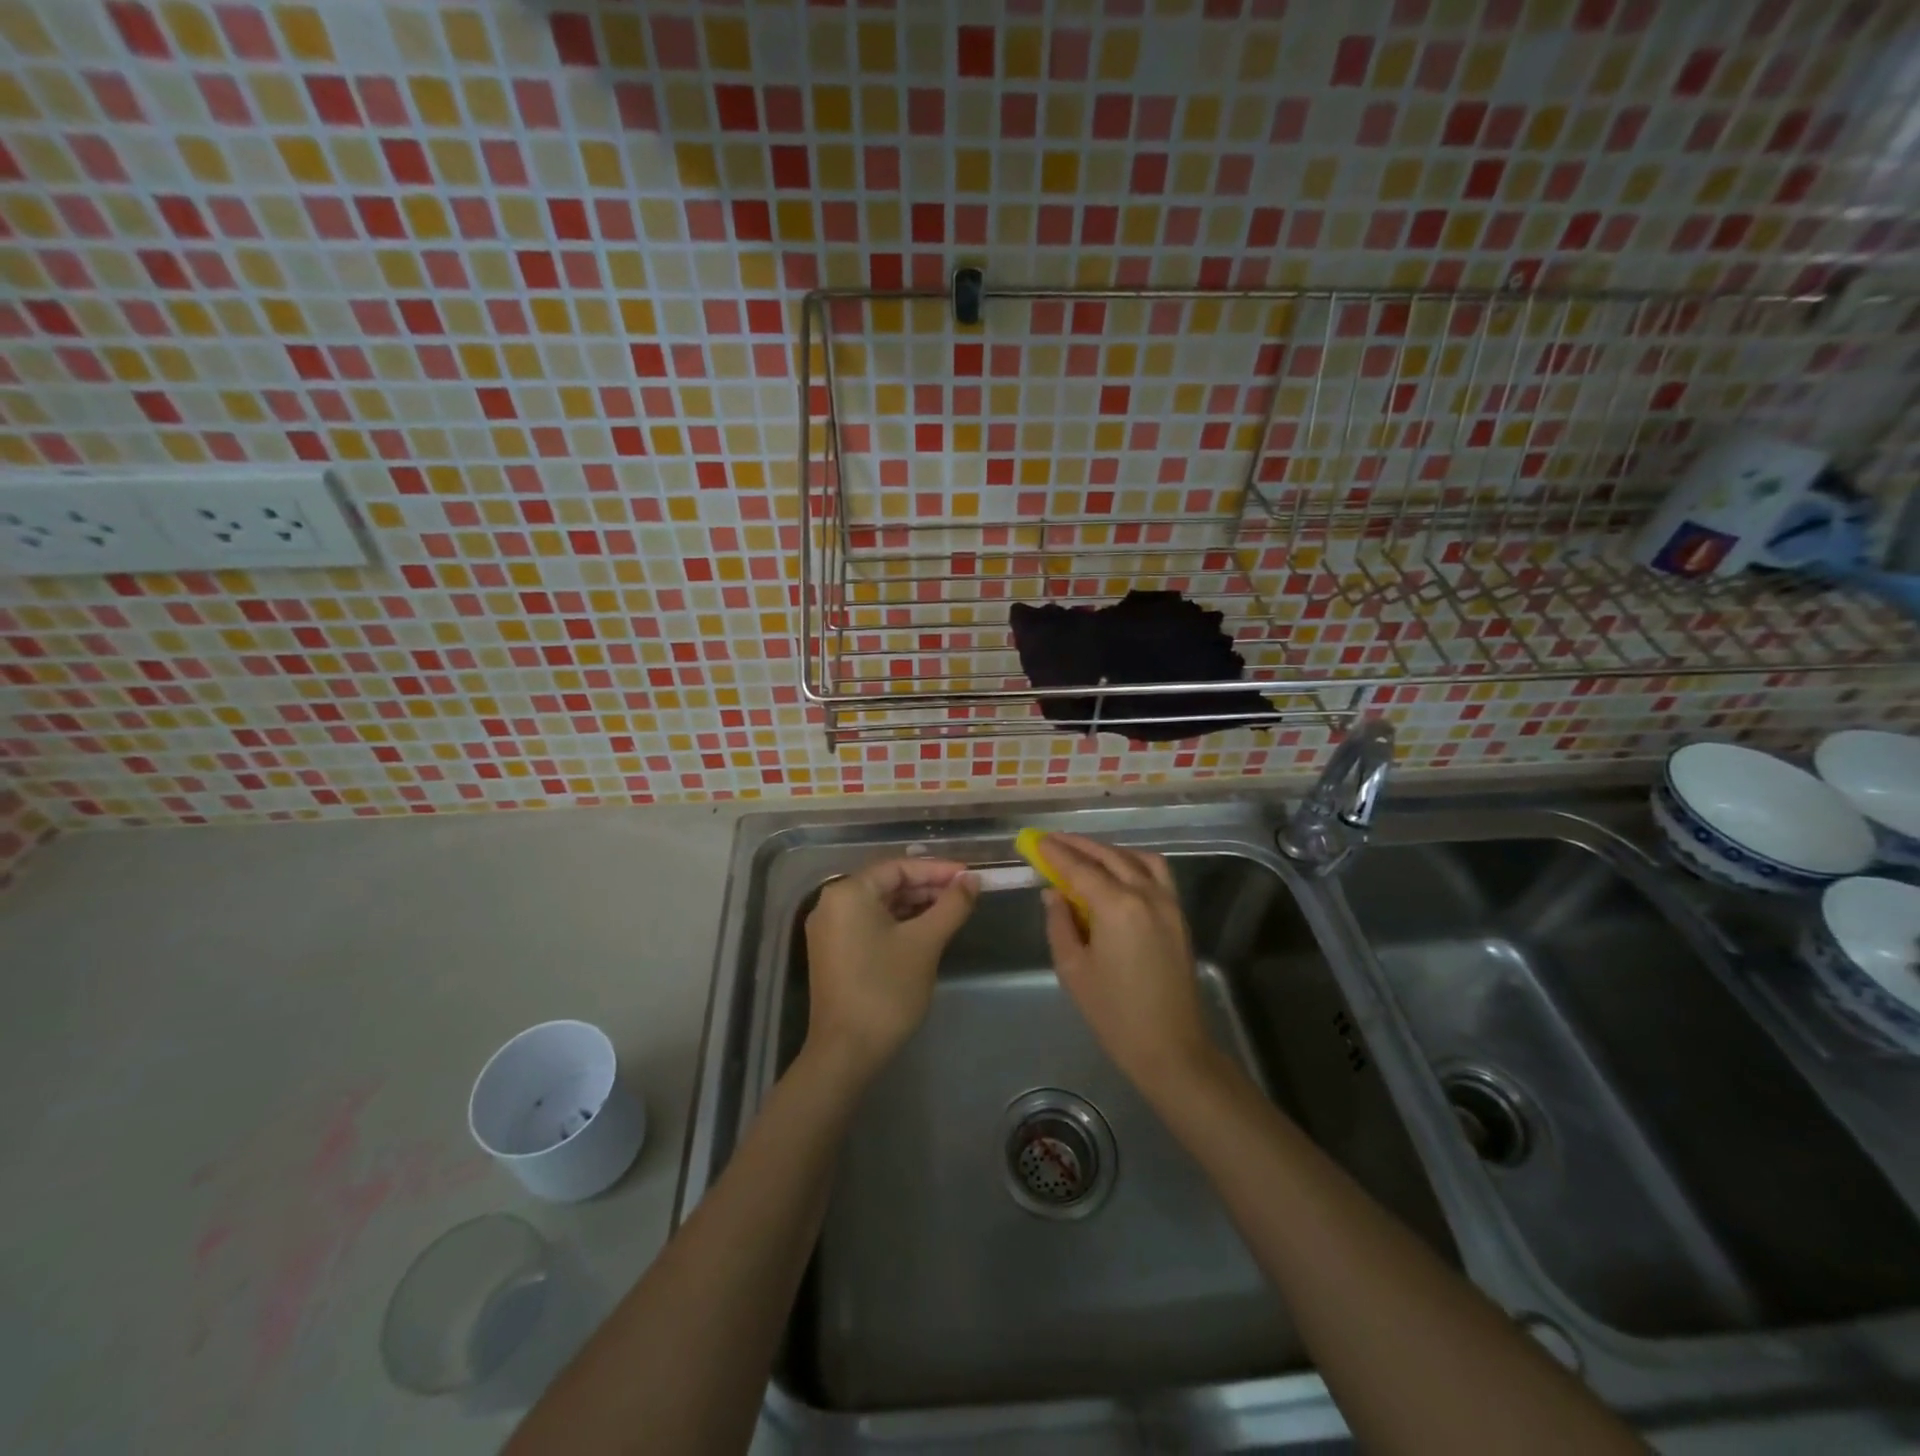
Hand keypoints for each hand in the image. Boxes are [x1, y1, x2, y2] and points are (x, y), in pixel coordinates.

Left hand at [803, 857, 977, 1078]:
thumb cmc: (886, 990)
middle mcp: (832, 903)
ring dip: (916, 905)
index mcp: (848, 892)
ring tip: (952, 911)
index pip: (899, 867)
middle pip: (888, 883)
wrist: (847, 1052)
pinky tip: (926, 930)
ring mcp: (830, 929)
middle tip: (966, 894)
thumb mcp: (925, 942)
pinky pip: (870, 923)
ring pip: (880, 905)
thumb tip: (972, 879)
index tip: (970, 876)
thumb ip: (952, 905)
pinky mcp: (833, 952)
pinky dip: (899, 923)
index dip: (938, 870)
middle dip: (928, 887)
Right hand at [1038, 834, 1215, 1093]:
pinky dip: (1133, 862)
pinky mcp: (1178, 915)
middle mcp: (1146, 894)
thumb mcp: (1073, 969)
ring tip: (1083, 854)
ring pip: (1136, 859)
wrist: (1171, 1047)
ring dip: (1108, 851)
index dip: (1055, 853)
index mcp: (1117, 906)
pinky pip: (1156, 873)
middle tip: (1052, 841)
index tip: (1035, 840)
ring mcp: (1168, 903)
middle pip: (1109, 856)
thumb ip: (1060, 923)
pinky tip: (1117, 872)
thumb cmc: (1114, 1013)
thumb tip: (1053, 893)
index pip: (1080, 868)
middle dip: (1078, 846)